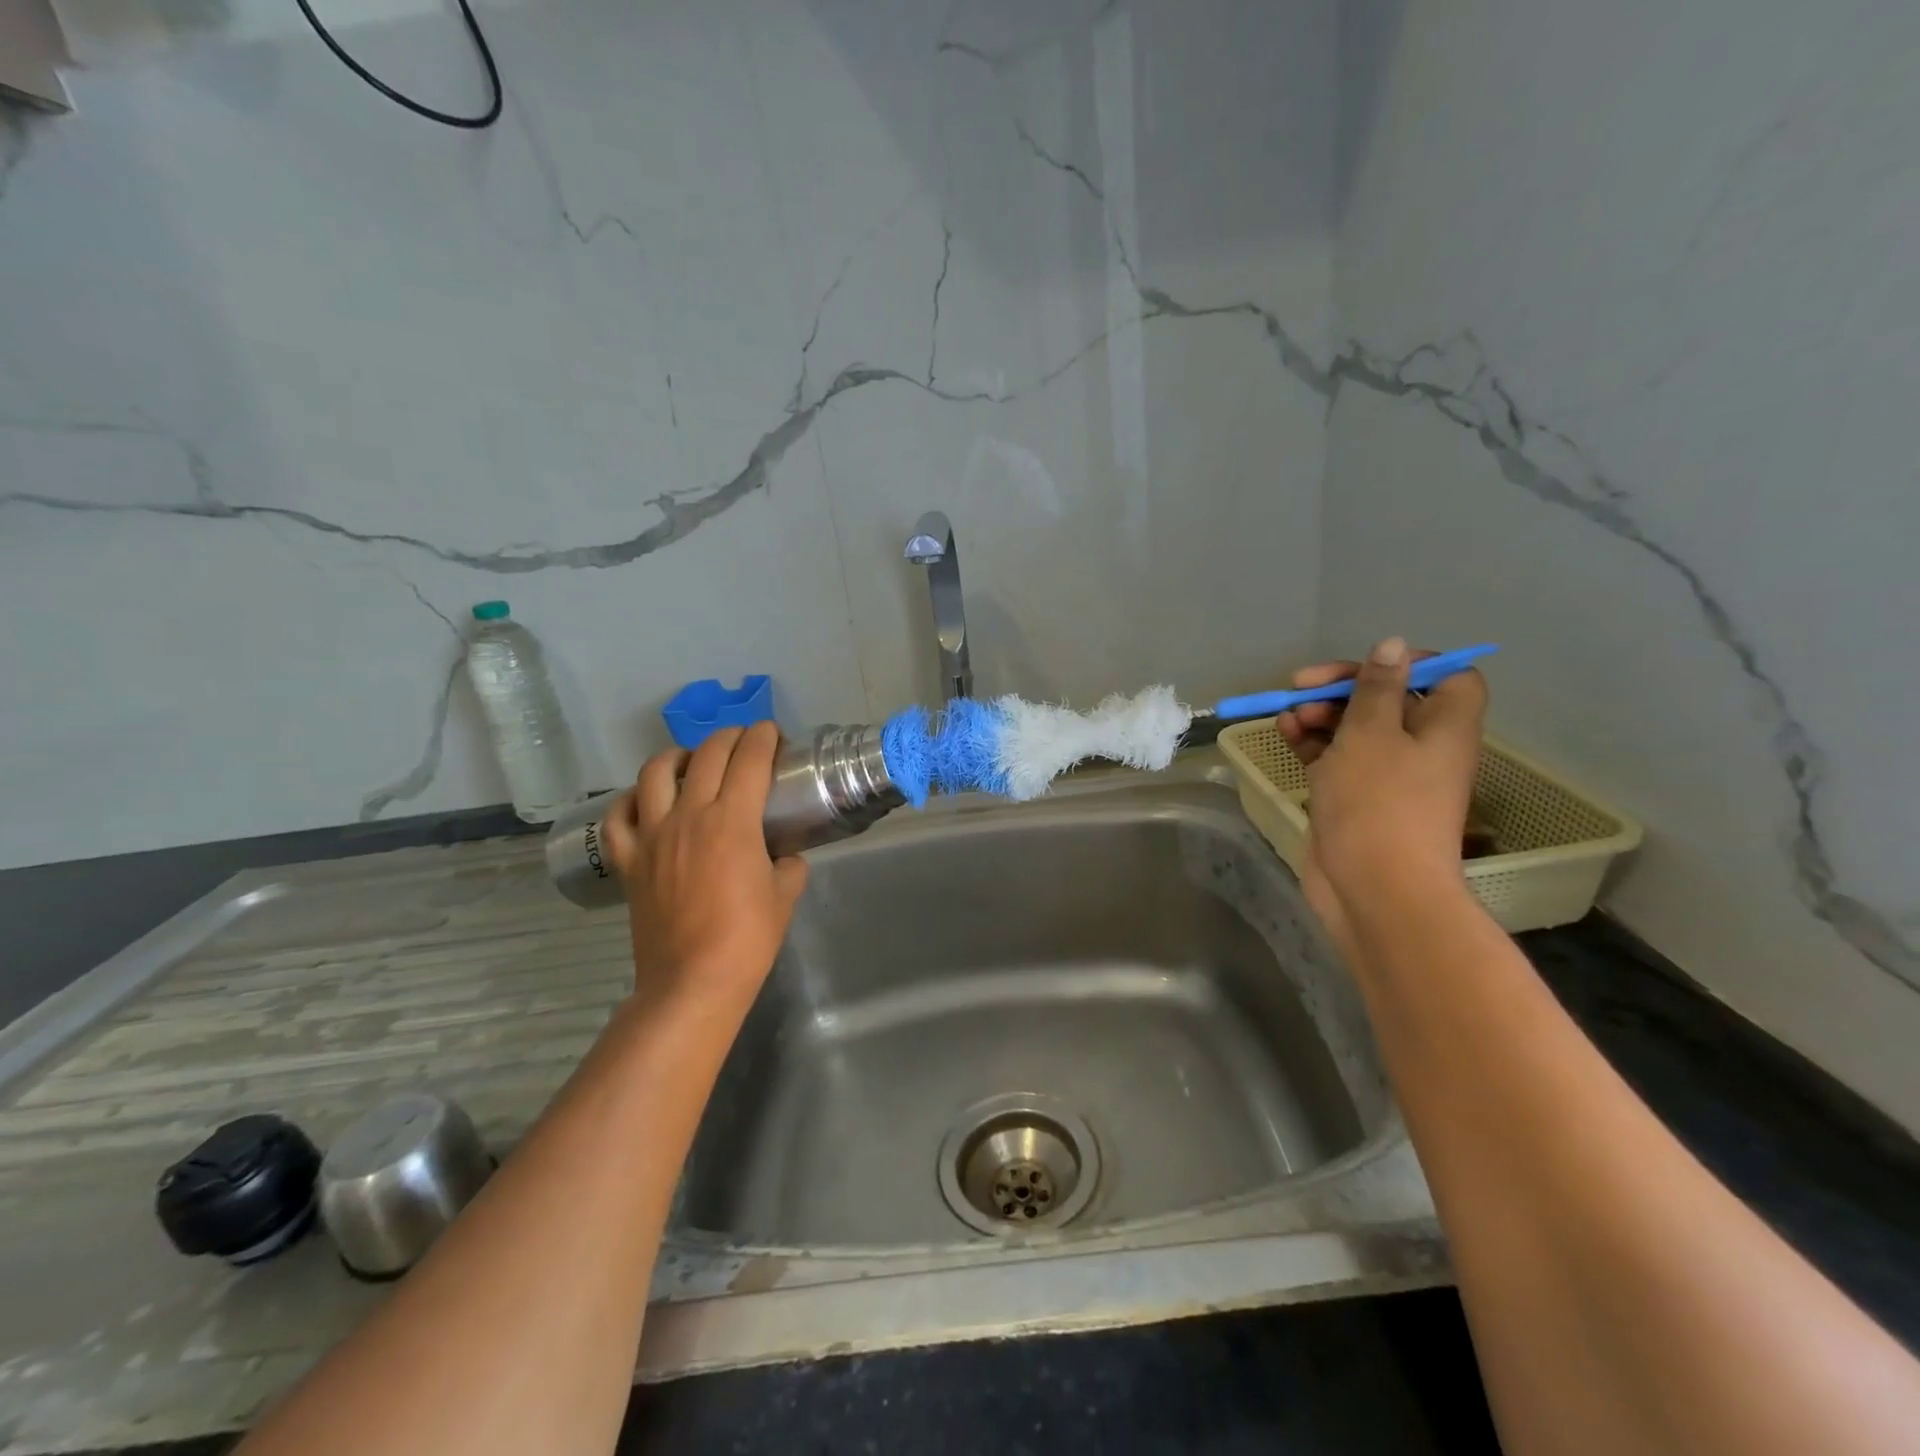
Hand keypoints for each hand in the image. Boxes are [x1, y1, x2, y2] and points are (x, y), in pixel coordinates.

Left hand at [601, 722, 807, 1013]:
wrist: (692, 982)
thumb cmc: (747, 939)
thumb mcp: (784, 896)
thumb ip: (788, 865)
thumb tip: (784, 857)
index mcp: (734, 821)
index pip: (750, 759)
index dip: (764, 738)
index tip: (772, 732)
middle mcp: (691, 815)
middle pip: (707, 755)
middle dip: (730, 737)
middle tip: (744, 741)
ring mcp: (653, 835)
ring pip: (655, 772)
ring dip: (678, 756)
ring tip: (691, 761)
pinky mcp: (628, 860)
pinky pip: (619, 816)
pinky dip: (632, 800)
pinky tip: (646, 802)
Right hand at [1275, 637, 1486, 940]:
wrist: (1374, 887)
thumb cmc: (1378, 802)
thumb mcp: (1371, 732)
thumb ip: (1376, 687)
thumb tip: (1393, 645)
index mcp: (1444, 727)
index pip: (1448, 677)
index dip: (1412, 664)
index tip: (1368, 665)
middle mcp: (1422, 747)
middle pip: (1389, 700)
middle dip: (1345, 689)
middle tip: (1302, 687)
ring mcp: (1387, 775)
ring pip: (1355, 729)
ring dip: (1321, 715)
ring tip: (1288, 716)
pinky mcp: (1355, 797)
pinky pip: (1335, 757)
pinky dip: (1312, 742)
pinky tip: (1284, 733)